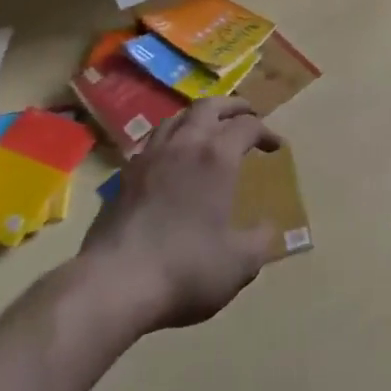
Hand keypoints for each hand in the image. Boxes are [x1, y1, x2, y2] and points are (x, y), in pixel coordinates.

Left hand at [78, 98, 281, 331]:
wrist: (113, 284)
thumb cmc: (185, 268)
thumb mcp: (239, 263)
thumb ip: (260, 240)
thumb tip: (266, 226)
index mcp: (217, 156)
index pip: (247, 126)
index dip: (265, 132)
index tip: (276, 147)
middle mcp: (184, 144)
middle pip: (209, 107)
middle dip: (232, 107)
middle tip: (246, 114)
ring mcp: (150, 156)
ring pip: (176, 118)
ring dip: (198, 117)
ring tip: (208, 128)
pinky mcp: (124, 175)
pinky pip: (152, 141)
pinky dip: (169, 138)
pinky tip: (170, 156)